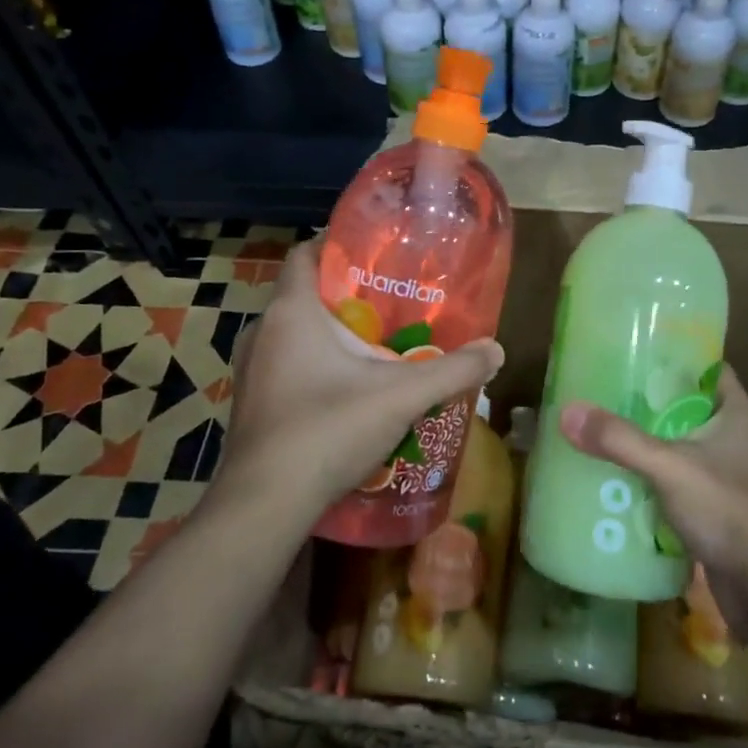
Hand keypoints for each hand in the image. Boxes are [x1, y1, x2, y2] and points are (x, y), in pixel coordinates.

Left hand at [224, 239, 503, 523]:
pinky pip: (285, 365)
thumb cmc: (328, 429)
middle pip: (305, 294)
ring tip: (376, 345)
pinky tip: (349, 389)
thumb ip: (453, 371)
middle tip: (391, 302)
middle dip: (347, 295)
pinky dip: (314, 365)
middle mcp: (263, 332)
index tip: (376, 250)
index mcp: (291, 313)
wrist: (266, 504)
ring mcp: (251, 370)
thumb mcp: (401, 396)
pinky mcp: (252, 403)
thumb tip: (497, 350)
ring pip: (294, 334)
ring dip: (330, 334)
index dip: (337, 244)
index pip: (305, 253)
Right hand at [558, 367, 747, 644]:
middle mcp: (735, 442)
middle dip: (647, 405)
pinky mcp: (716, 516)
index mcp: (736, 415)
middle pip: (686, 410)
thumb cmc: (731, 510)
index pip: (708, 370)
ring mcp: (727, 480)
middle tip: (603, 393)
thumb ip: (620, 440)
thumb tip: (567, 411)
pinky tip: (616, 485)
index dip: (675, 357)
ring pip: (679, 452)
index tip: (635, 350)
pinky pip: (677, 489)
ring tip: (600, 434)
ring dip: (647, 448)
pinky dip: (651, 486)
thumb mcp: (670, 466)